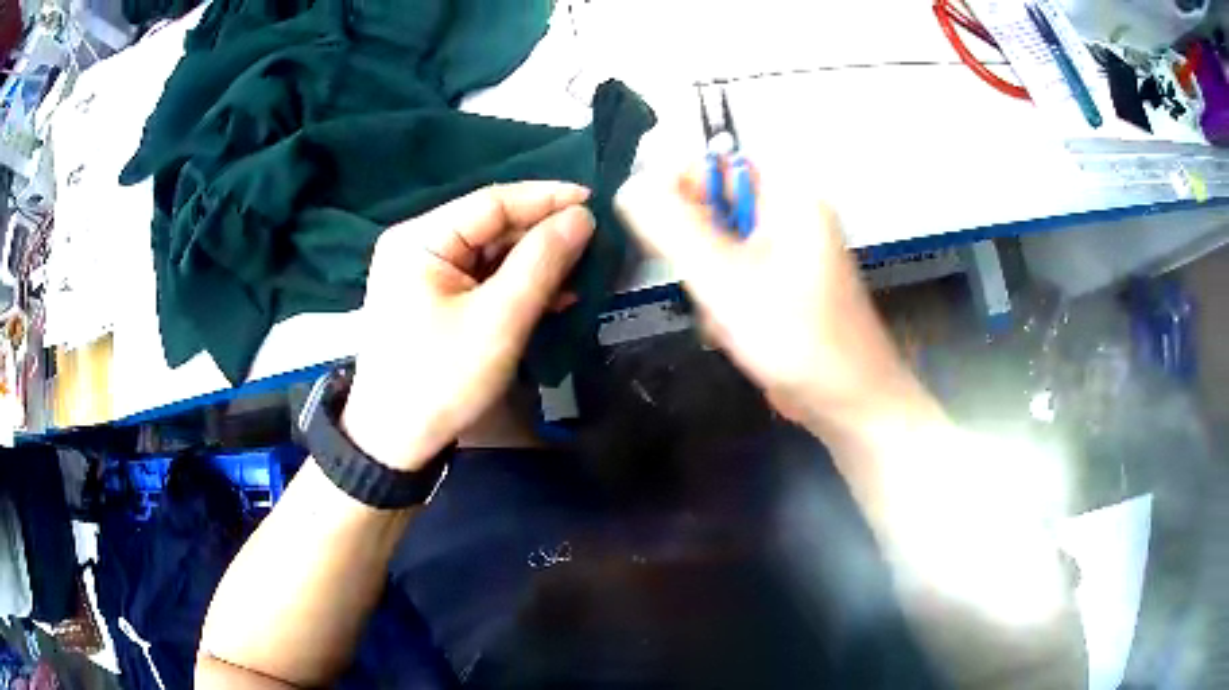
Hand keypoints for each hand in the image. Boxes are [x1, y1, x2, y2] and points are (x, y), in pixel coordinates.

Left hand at [341, 182, 594, 470]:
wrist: (396, 442)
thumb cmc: (441, 380)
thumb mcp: (498, 320)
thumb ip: (541, 262)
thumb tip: (582, 217)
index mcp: (420, 240)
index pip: (492, 202)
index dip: (547, 198)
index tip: (596, 201)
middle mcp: (418, 246)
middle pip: (492, 227)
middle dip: (544, 236)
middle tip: (596, 243)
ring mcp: (424, 274)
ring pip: (491, 254)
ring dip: (536, 264)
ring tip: (584, 271)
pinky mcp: (433, 300)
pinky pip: (482, 280)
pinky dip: (517, 286)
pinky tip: (555, 296)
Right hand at [615, 164, 915, 435]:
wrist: (848, 402)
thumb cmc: (796, 337)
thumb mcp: (725, 278)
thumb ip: (673, 227)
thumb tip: (630, 184)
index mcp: (788, 196)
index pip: (715, 164)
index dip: (679, 193)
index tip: (660, 238)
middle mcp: (790, 215)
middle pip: (713, 211)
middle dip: (698, 258)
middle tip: (707, 292)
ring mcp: (788, 253)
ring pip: (718, 251)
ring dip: (710, 288)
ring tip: (729, 321)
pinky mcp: (783, 286)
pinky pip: (735, 279)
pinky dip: (726, 305)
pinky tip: (738, 334)